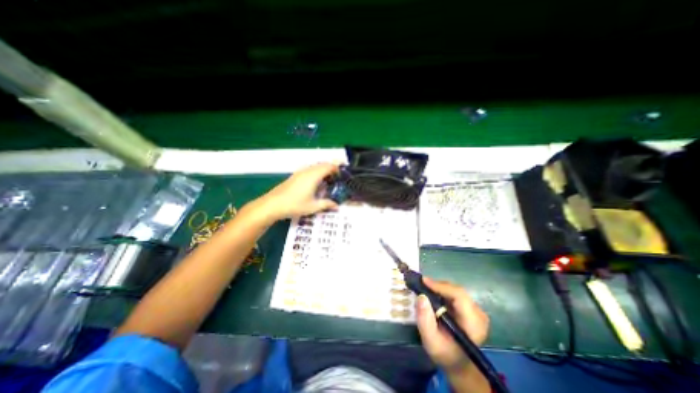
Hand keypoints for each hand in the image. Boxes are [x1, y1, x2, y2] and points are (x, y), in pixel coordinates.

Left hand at [256, 163, 339, 221]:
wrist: (272, 204)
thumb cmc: (294, 205)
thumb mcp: (313, 207)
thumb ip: (326, 204)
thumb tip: (337, 206)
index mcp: (313, 176)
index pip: (328, 166)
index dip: (337, 168)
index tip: (343, 174)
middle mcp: (307, 171)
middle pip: (322, 164)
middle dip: (332, 167)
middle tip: (338, 176)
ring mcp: (300, 172)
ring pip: (315, 166)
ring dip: (323, 169)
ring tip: (329, 179)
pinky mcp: (295, 175)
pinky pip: (309, 169)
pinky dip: (316, 172)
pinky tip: (316, 182)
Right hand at [417, 276, 488, 370]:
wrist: (457, 362)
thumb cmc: (444, 353)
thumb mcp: (430, 341)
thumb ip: (425, 320)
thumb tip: (421, 296)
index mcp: (473, 324)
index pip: (459, 296)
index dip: (441, 286)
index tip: (424, 281)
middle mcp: (479, 314)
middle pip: (457, 291)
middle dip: (438, 286)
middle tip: (421, 284)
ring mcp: (477, 311)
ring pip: (456, 290)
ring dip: (440, 288)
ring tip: (426, 288)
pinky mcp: (472, 308)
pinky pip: (456, 294)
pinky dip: (443, 292)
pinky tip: (434, 294)